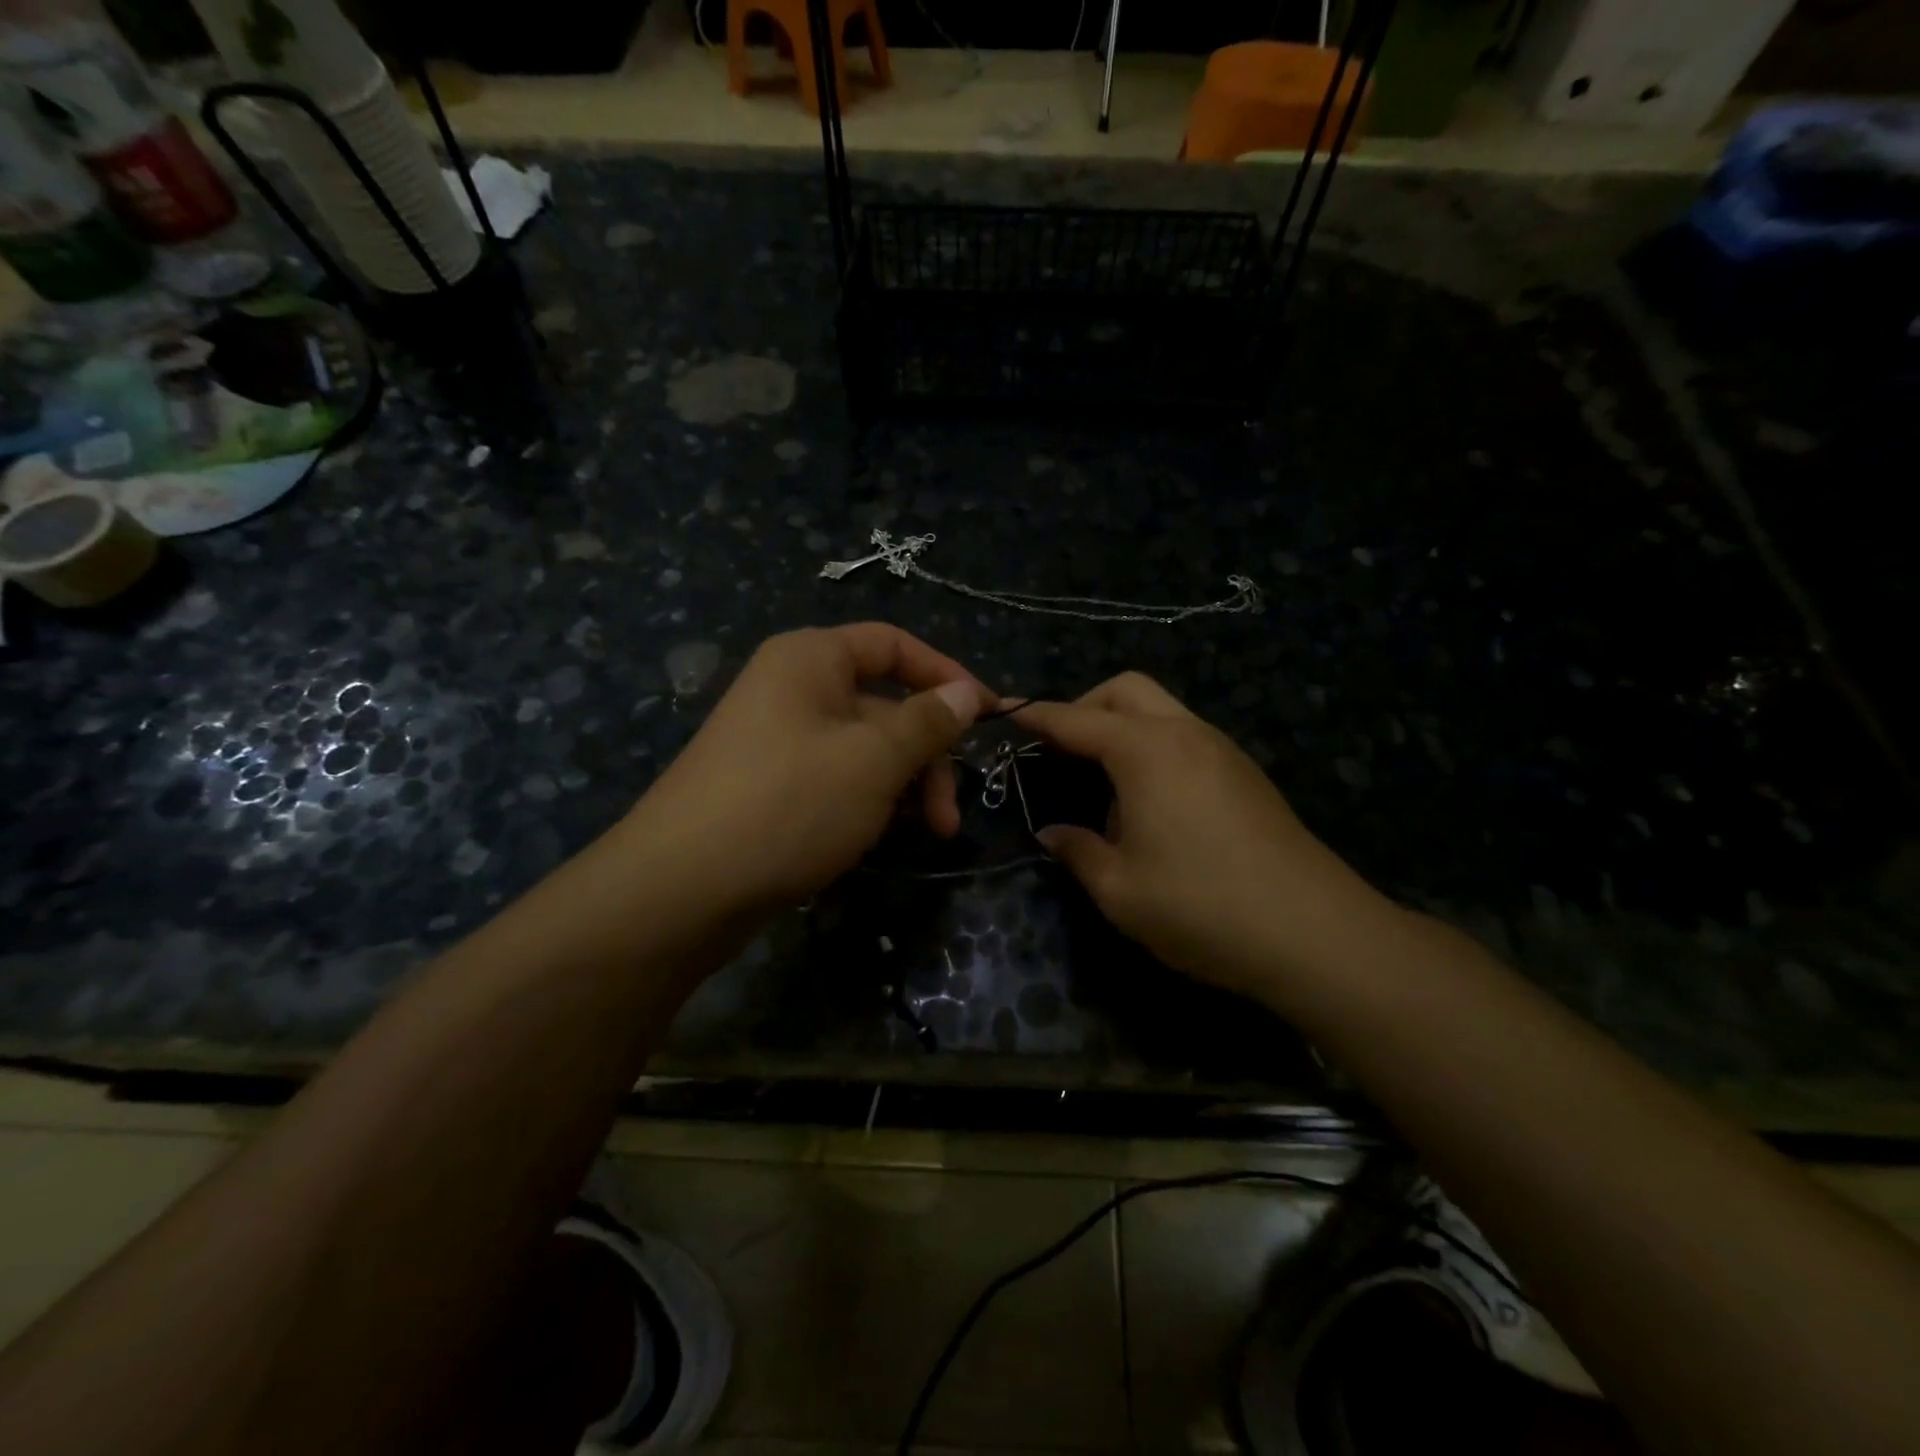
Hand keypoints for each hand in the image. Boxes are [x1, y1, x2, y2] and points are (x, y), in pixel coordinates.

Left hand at [625, 623, 990, 914]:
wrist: (681, 889)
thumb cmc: (789, 803)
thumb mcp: (874, 760)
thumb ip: (927, 722)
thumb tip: (966, 692)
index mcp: (811, 659)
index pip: (893, 644)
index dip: (945, 674)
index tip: (987, 716)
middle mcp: (792, 688)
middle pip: (885, 705)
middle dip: (927, 755)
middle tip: (949, 816)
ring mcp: (778, 740)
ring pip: (865, 749)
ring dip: (903, 785)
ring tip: (923, 833)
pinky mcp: (771, 786)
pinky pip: (837, 778)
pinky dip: (868, 802)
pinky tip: (876, 838)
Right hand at [1016, 673, 1385, 1000]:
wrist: (1314, 933)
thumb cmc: (1201, 908)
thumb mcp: (1120, 891)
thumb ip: (1077, 851)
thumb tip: (1052, 833)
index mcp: (1146, 752)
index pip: (1076, 720)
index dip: (1036, 717)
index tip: (1005, 715)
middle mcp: (1185, 734)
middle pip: (1126, 690)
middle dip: (1085, 707)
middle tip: (1060, 750)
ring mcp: (1222, 750)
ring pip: (1162, 709)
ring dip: (1123, 725)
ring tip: (1101, 780)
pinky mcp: (1246, 773)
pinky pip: (1186, 736)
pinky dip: (1154, 745)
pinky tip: (1150, 800)